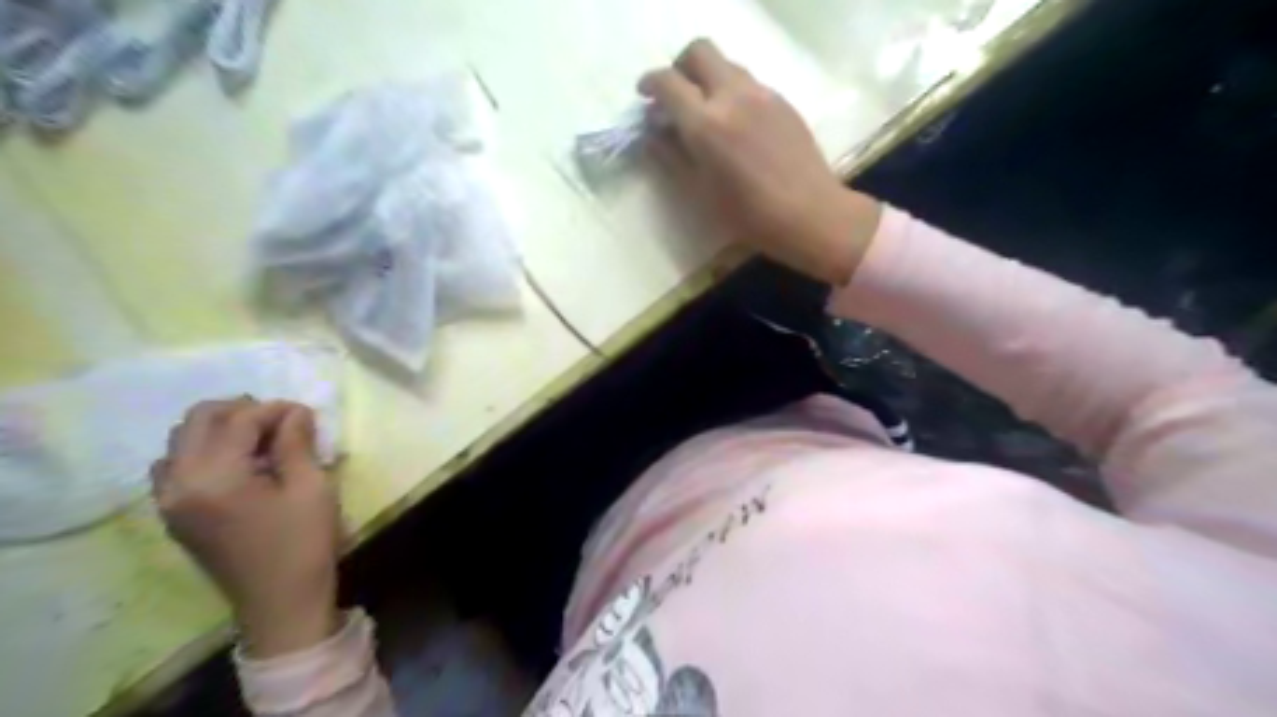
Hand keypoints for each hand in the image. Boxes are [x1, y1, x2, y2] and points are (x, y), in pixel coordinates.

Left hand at [152, 395, 341, 657]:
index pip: (238, 420)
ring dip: (221, 429)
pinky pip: (177, 465)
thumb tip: (294, 412)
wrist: (280, 602)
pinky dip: (206, 451)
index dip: (275, 410)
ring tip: (262, 442)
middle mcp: (178, 483)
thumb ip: (296, 443)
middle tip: (282, 423)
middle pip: (198, 421)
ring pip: (182, 440)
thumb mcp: (312, 487)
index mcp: (213, 478)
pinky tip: (240, 465)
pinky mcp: (174, 513)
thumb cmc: (303, 543)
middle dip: (242, 411)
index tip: (306, 414)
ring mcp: (169, 501)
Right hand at [637, 40, 877, 284]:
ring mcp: (762, 94)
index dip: (650, 84)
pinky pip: (749, 83)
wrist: (809, 213)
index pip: (668, 82)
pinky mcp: (783, 102)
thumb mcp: (699, 192)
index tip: (645, 96)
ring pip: (727, 65)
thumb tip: (653, 133)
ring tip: (707, 115)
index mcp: (706, 123)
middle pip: (700, 52)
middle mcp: (733, 96)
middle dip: (680, 67)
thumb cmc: (748, 215)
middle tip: (676, 96)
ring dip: (708, 79)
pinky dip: (732, 93)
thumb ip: (671, 156)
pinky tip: (737, 127)